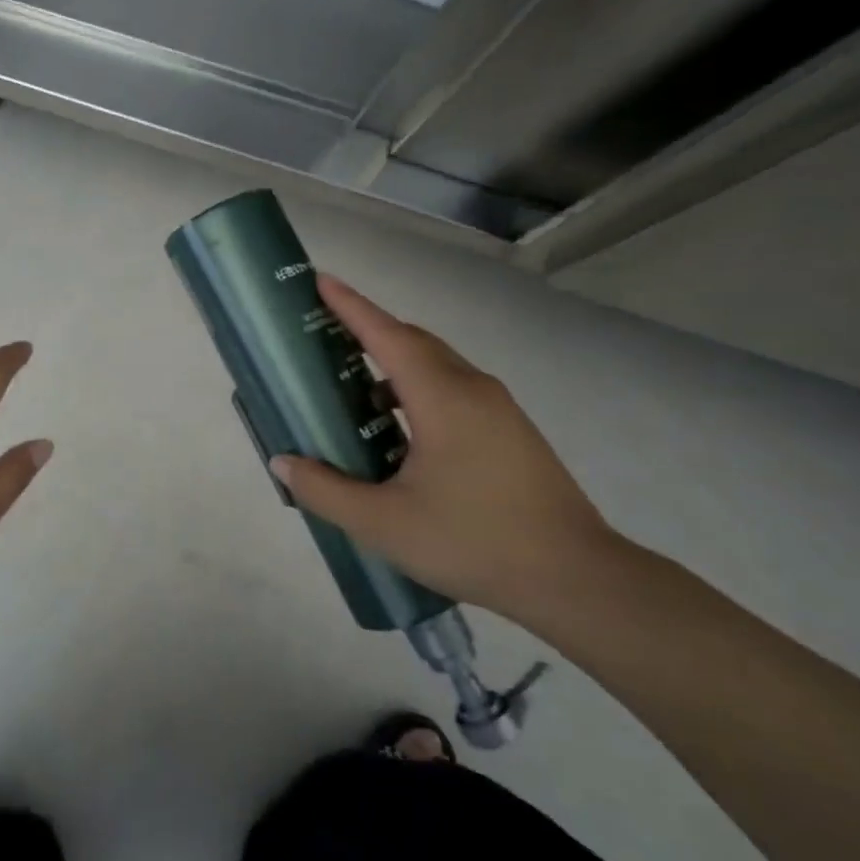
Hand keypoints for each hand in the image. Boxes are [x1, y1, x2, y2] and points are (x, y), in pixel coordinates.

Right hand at [270, 275, 614, 620]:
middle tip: (323, 335)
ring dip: (392, 366)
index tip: (319, 280)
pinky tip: (396, 431)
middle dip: (368, 330)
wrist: (576, 580)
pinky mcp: (510, 433)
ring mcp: (498, 410)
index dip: (351, 306)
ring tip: (352, 389)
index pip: (387, 335)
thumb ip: (325, 490)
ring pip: (435, 367)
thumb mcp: (383, 524)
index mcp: (442, 398)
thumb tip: (283, 462)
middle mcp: (472, 389)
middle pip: (413, 342)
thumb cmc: (473, 542)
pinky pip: (452, 391)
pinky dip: (415, 391)